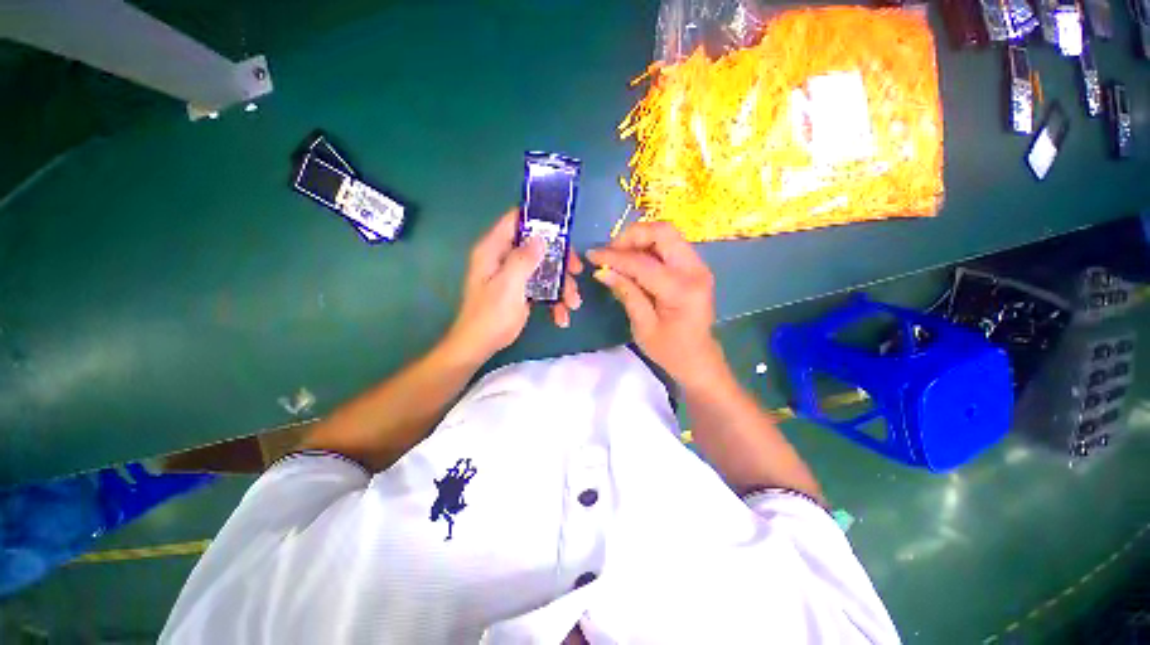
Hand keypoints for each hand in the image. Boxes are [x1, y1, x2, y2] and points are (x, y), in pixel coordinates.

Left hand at [445, 209, 583, 362]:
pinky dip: (554, 300)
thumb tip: (541, 238)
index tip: (563, 230)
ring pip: (544, 269)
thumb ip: (523, 259)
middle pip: (538, 246)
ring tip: (573, 304)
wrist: (480, 345)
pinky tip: (561, 317)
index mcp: (494, 250)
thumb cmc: (491, 315)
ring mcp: (514, 275)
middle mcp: (504, 258)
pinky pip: (543, 287)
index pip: (515, 221)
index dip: (539, 220)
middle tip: (577, 271)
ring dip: (562, 286)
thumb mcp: (508, 285)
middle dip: (560, 261)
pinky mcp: (522, 291)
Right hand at [586, 222, 724, 389]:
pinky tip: (633, 260)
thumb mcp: (643, 327)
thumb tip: (602, 270)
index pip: (642, 263)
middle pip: (663, 232)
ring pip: (667, 234)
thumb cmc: (670, 351)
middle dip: (632, 236)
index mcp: (681, 290)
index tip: (592, 255)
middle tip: (610, 251)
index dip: (614, 257)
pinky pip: (670, 245)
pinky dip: (649, 247)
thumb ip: (626, 293)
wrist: (699, 359)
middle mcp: (695, 270)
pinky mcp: (695, 267)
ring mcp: (698, 266)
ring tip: (618, 255)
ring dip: (640, 239)